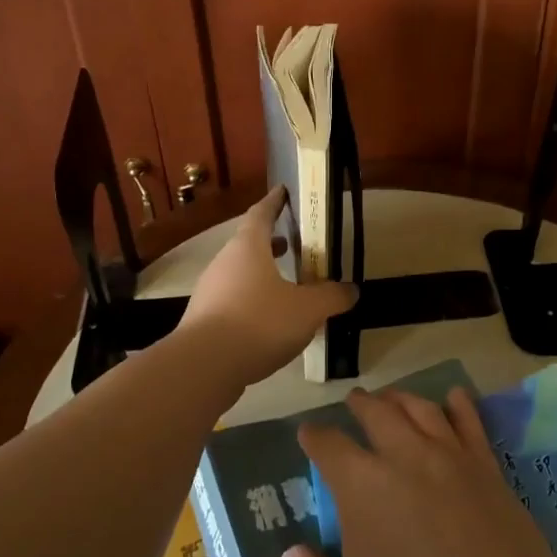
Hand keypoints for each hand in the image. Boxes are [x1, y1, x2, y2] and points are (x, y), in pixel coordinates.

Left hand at [175, 187, 356, 387]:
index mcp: (248, 247)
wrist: (204, 366)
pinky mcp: (204, 319)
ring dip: (263, 274)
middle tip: (295, 245)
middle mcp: (225, 262)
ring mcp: (210, 291)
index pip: (261, 213)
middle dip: (272, 243)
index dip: (274, 202)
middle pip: (249, 244)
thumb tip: (352, 290)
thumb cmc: (259, 322)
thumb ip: (332, 297)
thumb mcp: (308, 309)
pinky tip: (270, 321)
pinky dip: (252, 300)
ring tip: (288, 286)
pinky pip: (233, 300)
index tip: (283, 191)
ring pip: (240, 273)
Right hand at [280, 386, 556, 556]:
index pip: (329, 446)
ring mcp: (450, 458)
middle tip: (354, 401)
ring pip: (421, 410)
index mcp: (361, 486)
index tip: (308, 434)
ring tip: (392, 397)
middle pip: (377, 413)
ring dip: (401, 398)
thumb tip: (292, 555)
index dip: (315, 437)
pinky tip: (454, 397)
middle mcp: (403, 457)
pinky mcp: (488, 470)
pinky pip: (470, 424)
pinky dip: (459, 405)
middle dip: (360, 405)